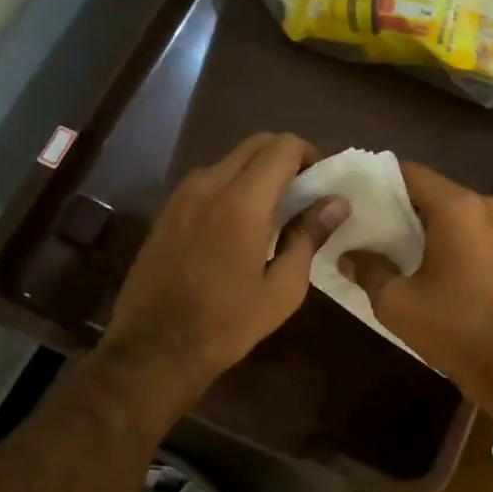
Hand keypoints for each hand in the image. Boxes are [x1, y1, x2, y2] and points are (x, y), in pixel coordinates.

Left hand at [96, 133, 345, 414]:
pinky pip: (208, 180)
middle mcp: (210, 185)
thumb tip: (337, 203)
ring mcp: (183, 195)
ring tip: (273, 210)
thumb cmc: (228, 322)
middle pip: (256, 144)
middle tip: (303, 192)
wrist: (155, 347)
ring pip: (230, 159)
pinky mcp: (168, 210)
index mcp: (243, 202)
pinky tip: (239, 224)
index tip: (321, 183)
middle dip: (285, 157)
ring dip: (257, 171)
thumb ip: (309, 236)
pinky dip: (232, 185)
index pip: (283, 147)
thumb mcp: (283, 287)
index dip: (309, 155)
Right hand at [336, 162, 492, 418]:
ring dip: (420, 223)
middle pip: (429, 190)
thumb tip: (349, 256)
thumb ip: (369, 270)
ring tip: (385, 242)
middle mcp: (483, 206)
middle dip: (395, 204)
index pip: (408, 173)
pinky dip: (443, 236)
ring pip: (449, 211)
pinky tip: (420, 260)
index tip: (351, 197)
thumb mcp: (397, 303)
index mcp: (456, 208)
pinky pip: (468, 229)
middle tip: (361, 222)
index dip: (376, 181)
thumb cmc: (454, 329)